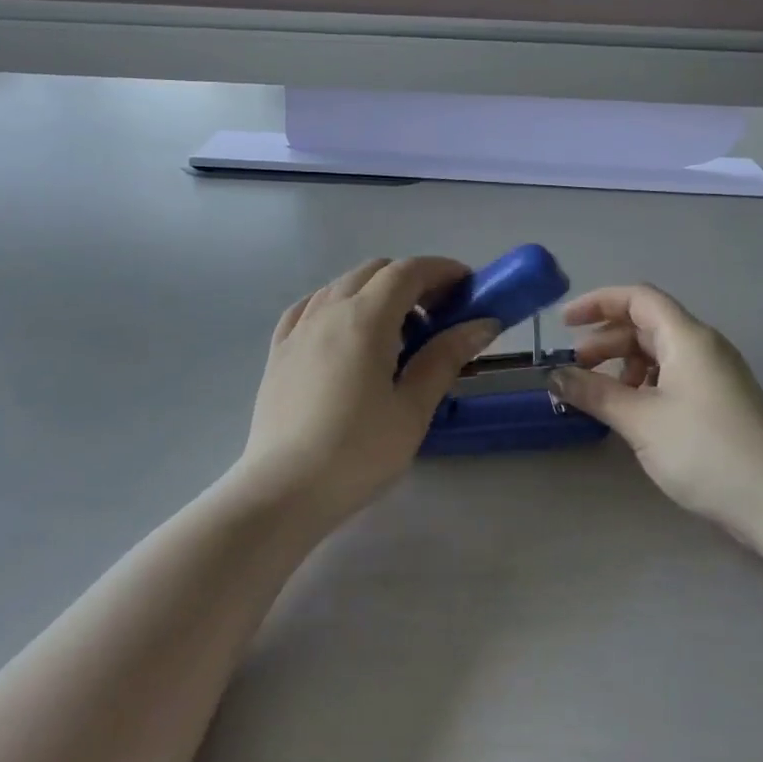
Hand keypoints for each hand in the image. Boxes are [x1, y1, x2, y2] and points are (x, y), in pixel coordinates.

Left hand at [232, 257, 498, 527]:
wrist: (283, 491)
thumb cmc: (358, 452)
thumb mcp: (413, 408)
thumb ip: (446, 357)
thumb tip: (483, 323)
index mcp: (364, 319)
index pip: (408, 271)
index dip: (442, 270)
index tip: (468, 287)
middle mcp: (328, 310)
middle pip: (375, 271)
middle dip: (412, 280)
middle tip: (439, 315)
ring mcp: (298, 329)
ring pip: (342, 285)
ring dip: (376, 292)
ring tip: (397, 334)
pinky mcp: (279, 350)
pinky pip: (312, 307)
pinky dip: (339, 305)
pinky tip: (347, 334)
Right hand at [549, 285, 762, 539]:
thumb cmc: (705, 450)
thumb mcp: (640, 420)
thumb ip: (594, 393)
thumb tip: (554, 376)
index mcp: (687, 337)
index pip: (637, 298)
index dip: (597, 303)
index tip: (563, 323)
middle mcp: (703, 346)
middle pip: (645, 325)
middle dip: (605, 341)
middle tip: (575, 370)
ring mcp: (715, 373)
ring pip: (658, 352)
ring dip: (623, 365)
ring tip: (600, 395)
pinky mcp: (719, 400)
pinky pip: (673, 375)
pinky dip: (644, 383)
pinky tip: (632, 411)